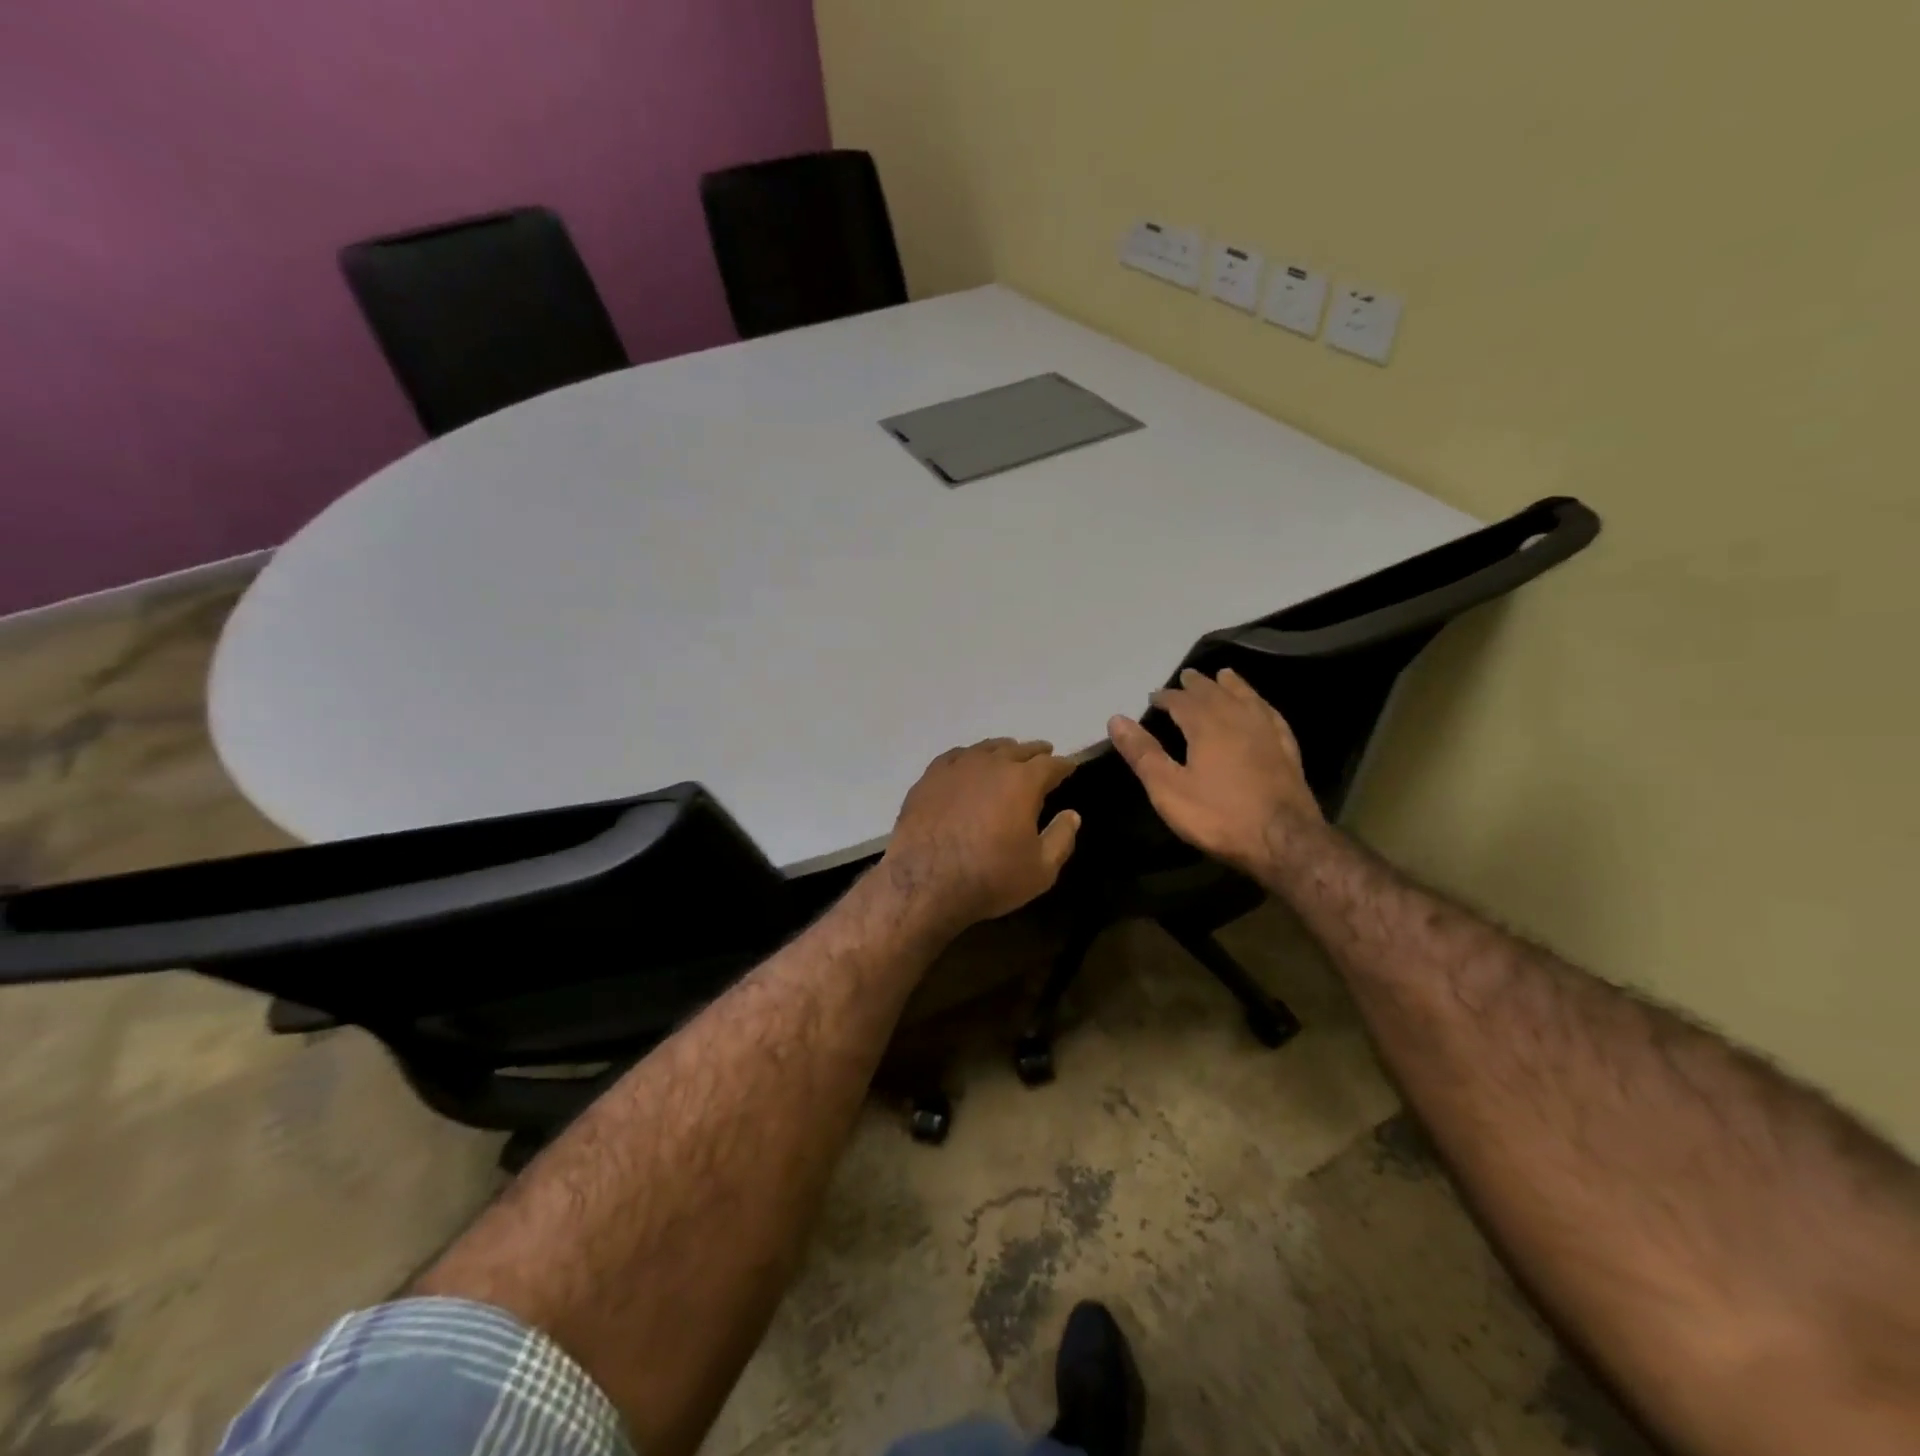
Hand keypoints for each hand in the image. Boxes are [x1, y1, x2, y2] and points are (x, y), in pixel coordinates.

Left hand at [883, 739, 1080, 933]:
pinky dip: (969, 757)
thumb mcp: (1041, 870)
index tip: (1070, 766)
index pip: (1051, 765)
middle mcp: (991, 764)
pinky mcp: (929, 777)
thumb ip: (1062, 838)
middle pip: (1019, 749)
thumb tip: (1072, 815)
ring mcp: (957, 767)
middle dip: (1035, 752)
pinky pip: (955, 756)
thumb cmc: (989, 877)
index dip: (1063, 765)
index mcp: (1023, 781)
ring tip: (1009, 753)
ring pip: (986, 748)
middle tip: (1044, 753)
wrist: (924, 882)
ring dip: (1003, 750)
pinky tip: (969, 764)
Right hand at [1107, 668, 1323, 873]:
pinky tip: (1261, 707)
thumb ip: (1143, 753)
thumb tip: (1116, 719)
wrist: (1284, 840)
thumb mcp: (1168, 790)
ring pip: (1246, 697)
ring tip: (1224, 675)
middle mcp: (1237, 718)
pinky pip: (1271, 715)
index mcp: (1206, 725)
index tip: (1153, 696)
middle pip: (1214, 692)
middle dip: (1197, 684)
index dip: (1165, 697)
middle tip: (1186, 676)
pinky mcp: (1287, 749)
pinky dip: (1261, 704)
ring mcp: (1266, 732)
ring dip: (1231, 685)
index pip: (1180, 701)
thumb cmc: (1219, 816)